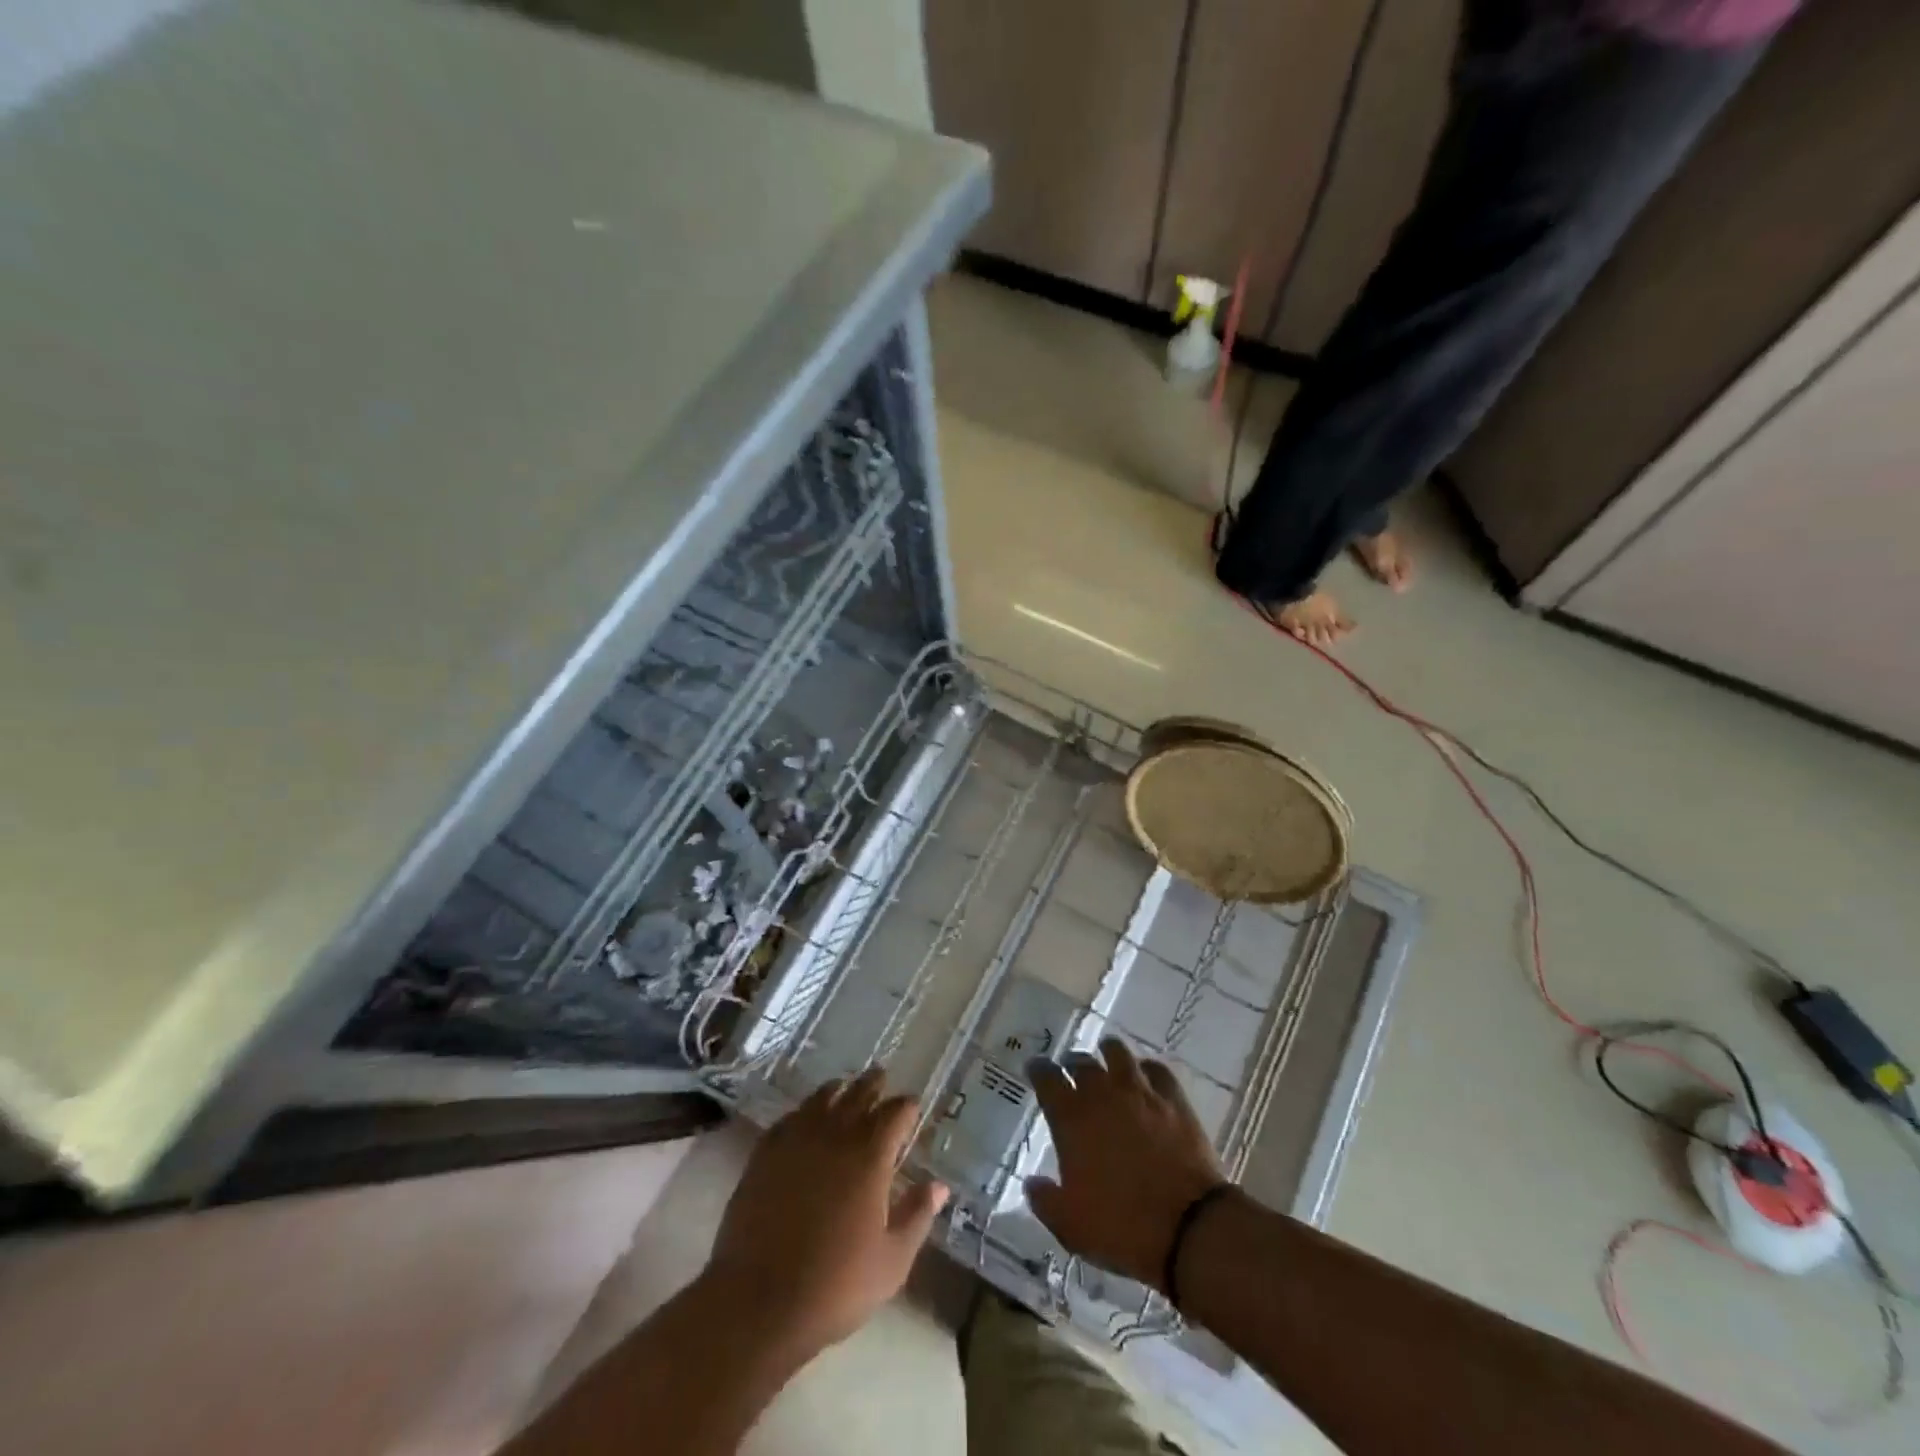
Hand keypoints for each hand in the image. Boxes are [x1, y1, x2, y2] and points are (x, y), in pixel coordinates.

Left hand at [703, 1068, 949, 1361]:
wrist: (759, 1302)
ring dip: (838, 1090)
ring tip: (844, 1087)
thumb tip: (939, 1185)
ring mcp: (796, 1141)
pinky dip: (802, 1111)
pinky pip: (789, 1119)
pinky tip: (803, 1117)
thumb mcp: (892, 1261)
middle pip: (859, 1094)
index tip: (912, 1106)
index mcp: (871, 1156)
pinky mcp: (765, 1154)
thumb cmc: (835, 1286)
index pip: (896, 1113)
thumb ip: (917, 1216)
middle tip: (880, 1077)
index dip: (907, 1107)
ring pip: (822, 1099)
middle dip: (874, 1084)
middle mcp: (836, 1136)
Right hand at [1025, 1038, 1227, 1292]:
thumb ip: (1045, 1201)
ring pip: (1118, 1054)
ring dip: (1107, 1052)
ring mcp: (1141, 1093)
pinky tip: (1146, 1075)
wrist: (1188, 1228)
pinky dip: (1147, 1068)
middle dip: (1072, 1063)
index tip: (1035, 1067)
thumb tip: (1032, 1183)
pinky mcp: (1174, 1100)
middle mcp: (1103, 1095)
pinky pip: (1157, 1070)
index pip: (1047, 1079)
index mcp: (1072, 1120)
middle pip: (1082, 1063)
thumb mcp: (1071, 1227)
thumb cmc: (1122, 1228)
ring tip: (1105, 1055)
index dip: (1038, 1070)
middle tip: (1070, 1069)